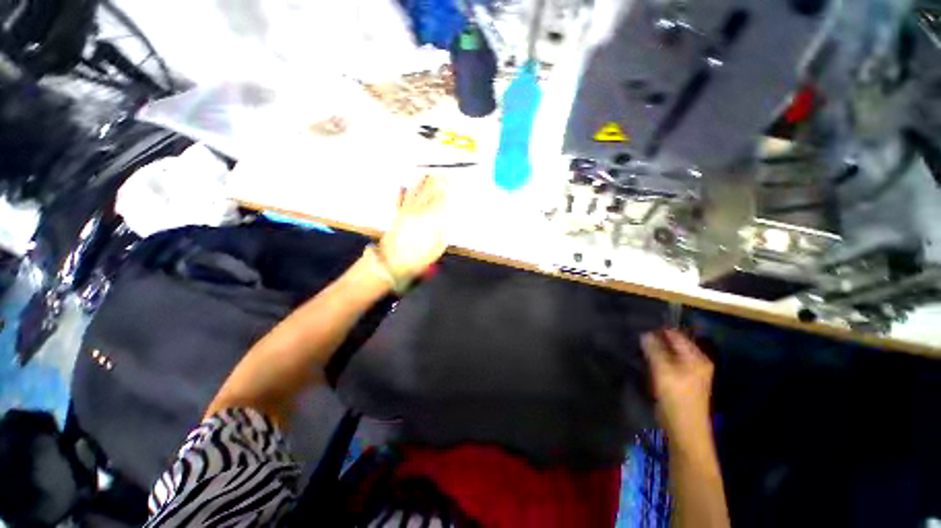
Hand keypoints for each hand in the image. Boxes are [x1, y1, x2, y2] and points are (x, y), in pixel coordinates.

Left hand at [379, 175, 447, 282]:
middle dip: (434, 181)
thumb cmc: (419, 257)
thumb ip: (442, 230)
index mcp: (430, 218)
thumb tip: (444, 217)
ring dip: (421, 182)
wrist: (393, 262)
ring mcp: (406, 211)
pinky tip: (403, 186)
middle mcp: (418, 211)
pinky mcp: (397, 215)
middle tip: (440, 172)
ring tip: (426, 174)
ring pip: (414, 192)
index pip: (439, 198)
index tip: (448, 179)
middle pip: (427, 192)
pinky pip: (399, 200)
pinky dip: (402, 192)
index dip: (444, 188)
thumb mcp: (438, 246)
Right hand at [642, 329, 714, 440]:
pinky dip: (657, 359)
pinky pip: (667, 363)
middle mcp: (695, 361)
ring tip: (638, 344)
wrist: (684, 429)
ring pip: (669, 353)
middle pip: (673, 343)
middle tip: (636, 334)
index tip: (640, 325)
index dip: (659, 329)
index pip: (676, 334)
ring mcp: (689, 371)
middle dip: (656, 339)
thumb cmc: (677, 398)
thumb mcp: (663, 371)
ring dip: (655, 349)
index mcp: (696, 357)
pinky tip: (645, 358)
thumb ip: (654, 350)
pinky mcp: (680, 380)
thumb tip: (644, 333)